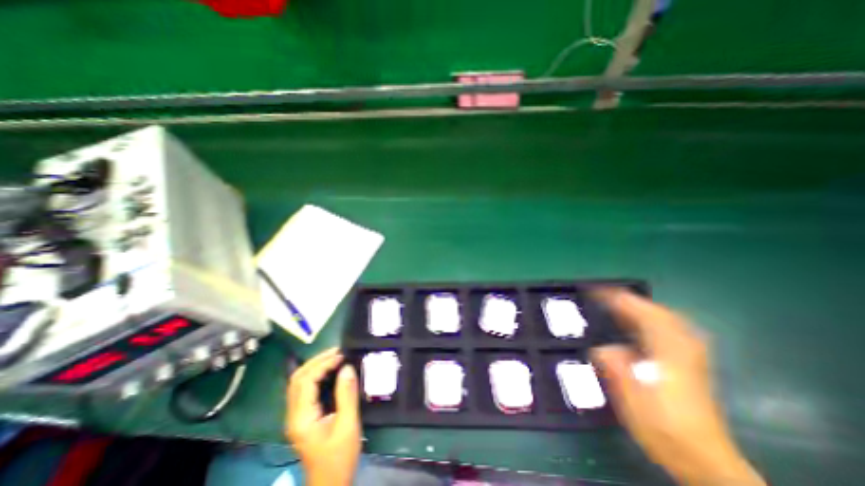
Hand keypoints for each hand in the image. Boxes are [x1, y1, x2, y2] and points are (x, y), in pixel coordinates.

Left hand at [286, 349, 362, 485]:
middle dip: (317, 361)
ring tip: (335, 357)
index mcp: (302, 418)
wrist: (330, 484)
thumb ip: (347, 395)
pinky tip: (329, 371)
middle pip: (297, 379)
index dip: (323, 364)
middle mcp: (294, 415)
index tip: (342, 355)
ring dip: (315, 366)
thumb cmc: (339, 457)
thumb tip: (347, 367)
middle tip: (338, 352)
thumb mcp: (348, 425)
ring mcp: (296, 416)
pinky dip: (316, 375)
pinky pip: (304, 389)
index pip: (305, 381)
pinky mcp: (303, 417)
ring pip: (298, 383)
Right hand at [587, 291, 761, 483]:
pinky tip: (635, 326)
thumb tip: (603, 348)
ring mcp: (690, 354)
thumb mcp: (631, 398)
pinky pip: (668, 329)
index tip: (595, 292)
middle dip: (629, 301)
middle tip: (602, 297)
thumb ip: (615, 367)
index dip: (617, 300)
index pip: (643, 314)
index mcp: (669, 354)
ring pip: (665, 319)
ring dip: (639, 309)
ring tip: (615, 307)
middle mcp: (683, 348)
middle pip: (657, 312)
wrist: (703, 459)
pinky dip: (649, 320)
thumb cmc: (663, 427)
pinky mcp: (690, 362)